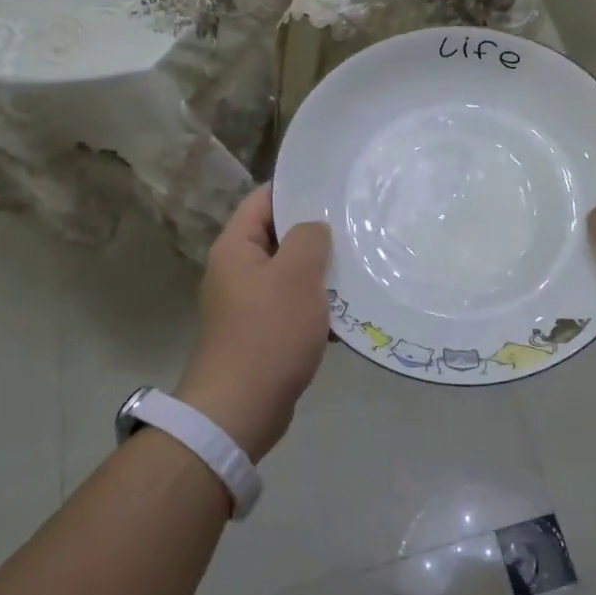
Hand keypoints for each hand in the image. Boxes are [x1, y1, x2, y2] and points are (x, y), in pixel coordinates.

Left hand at [176, 184, 332, 462]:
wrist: (241, 408)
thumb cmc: (269, 333)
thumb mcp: (296, 275)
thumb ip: (309, 238)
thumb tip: (314, 228)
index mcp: (236, 247)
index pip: (263, 200)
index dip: (295, 188)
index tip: (332, 185)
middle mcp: (236, 270)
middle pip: (278, 236)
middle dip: (315, 232)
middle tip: (355, 225)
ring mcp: (247, 304)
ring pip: (289, 273)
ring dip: (320, 271)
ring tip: (359, 264)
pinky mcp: (261, 333)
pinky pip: (292, 306)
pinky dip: (316, 305)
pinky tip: (349, 309)